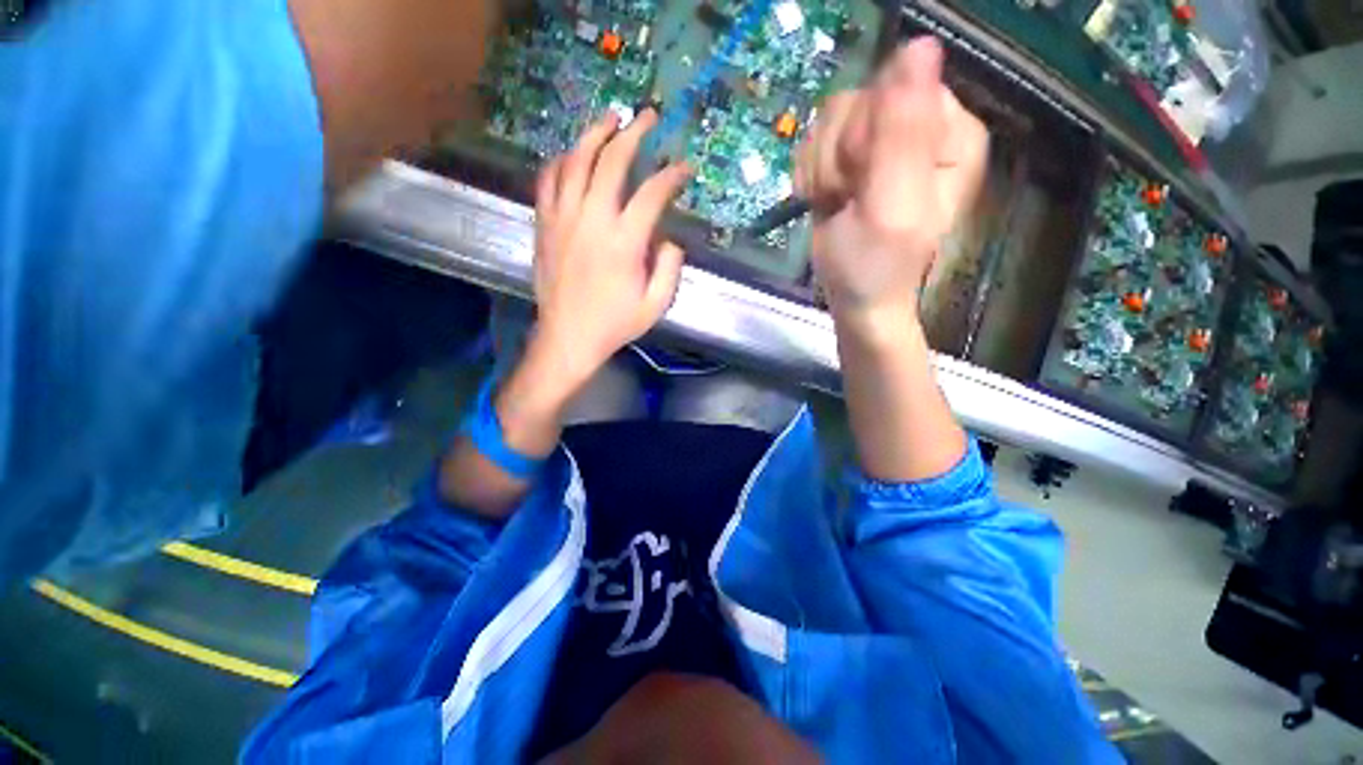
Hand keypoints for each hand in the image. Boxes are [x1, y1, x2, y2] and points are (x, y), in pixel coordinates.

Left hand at [528, 109, 691, 399]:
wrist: (568, 336)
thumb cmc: (614, 324)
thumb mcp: (655, 305)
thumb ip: (670, 269)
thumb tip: (670, 239)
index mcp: (624, 243)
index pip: (652, 193)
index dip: (671, 174)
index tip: (684, 167)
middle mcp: (592, 220)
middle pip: (612, 161)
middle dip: (634, 133)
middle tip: (647, 116)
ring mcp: (563, 218)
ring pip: (576, 160)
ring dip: (594, 133)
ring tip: (610, 118)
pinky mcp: (544, 224)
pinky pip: (549, 179)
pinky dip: (562, 160)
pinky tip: (573, 154)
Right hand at [795, 38, 987, 333]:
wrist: (856, 299)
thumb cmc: (877, 265)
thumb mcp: (892, 206)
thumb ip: (904, 133)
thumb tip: (921, 46)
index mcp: (949, 132)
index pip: (895, 87)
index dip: (865, 133)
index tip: (862, 178)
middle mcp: (919, 127)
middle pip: (857, 100)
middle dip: (839, 156)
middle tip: (847, 195)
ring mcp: (882, 142)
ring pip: (831, 121)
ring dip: (823, 168)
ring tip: (837, 202)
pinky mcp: (852, 159)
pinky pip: (816, 142)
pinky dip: (812, 175)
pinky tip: (824, 200)